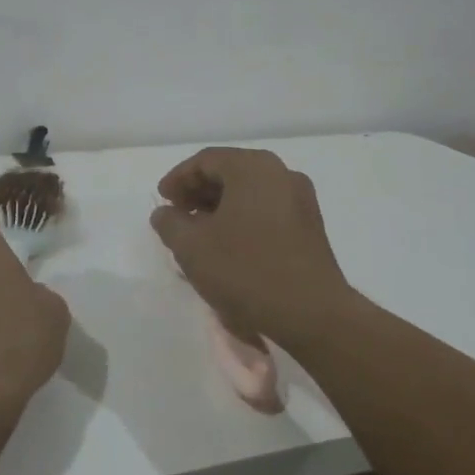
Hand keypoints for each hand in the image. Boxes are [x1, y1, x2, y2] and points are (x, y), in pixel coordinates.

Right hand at [150, 148, 352, 348]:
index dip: (178, 178)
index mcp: (253, 167)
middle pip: (230, 172)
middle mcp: (281, 173)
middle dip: (199, 191)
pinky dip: (242, 218)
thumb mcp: (192, 247)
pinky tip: (229, 245)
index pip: (206, 160)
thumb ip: (170, 223)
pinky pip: (267, 209)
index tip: (163, 201)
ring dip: (220, 206)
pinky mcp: (310, 226)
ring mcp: (300, 200)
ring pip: (249, 192)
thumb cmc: (246, 271)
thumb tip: (165, 213)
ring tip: (199, 233)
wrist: (312, 314)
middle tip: (177, 215)